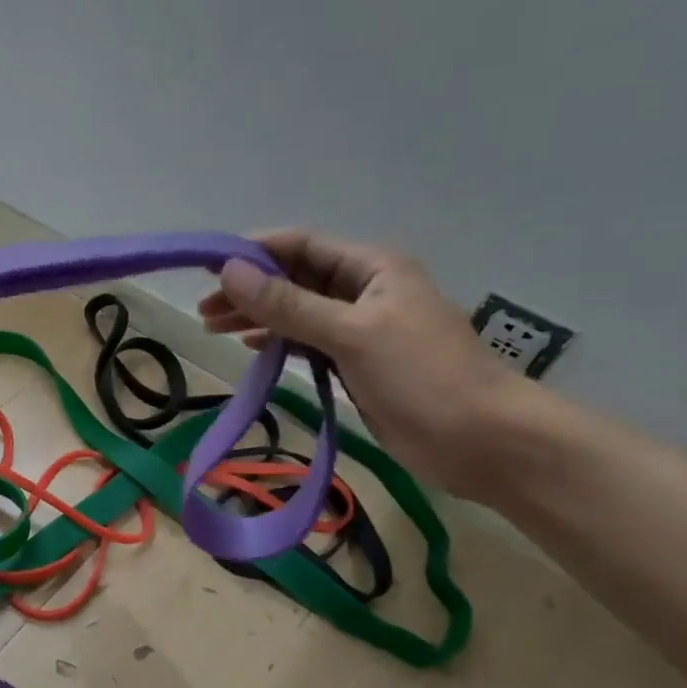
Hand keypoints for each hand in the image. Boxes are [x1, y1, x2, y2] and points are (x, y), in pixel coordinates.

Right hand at [198, 231, 531, 499]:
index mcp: (371, 268)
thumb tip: (229, 271)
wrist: (481, 441)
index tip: (207, 269)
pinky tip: (254, 348)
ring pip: (298, 313)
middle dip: (250, 290)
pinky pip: (308, 343)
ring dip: (259, 317)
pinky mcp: (357, 364)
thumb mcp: (351, 334)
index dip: (254, 253)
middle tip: (205, 312)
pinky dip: (279, 343)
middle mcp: (364, 291)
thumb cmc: (422, 377)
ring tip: (215, 329)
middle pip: (295, 280)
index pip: (301, 246)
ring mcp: (360, 329)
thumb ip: (289, 305)